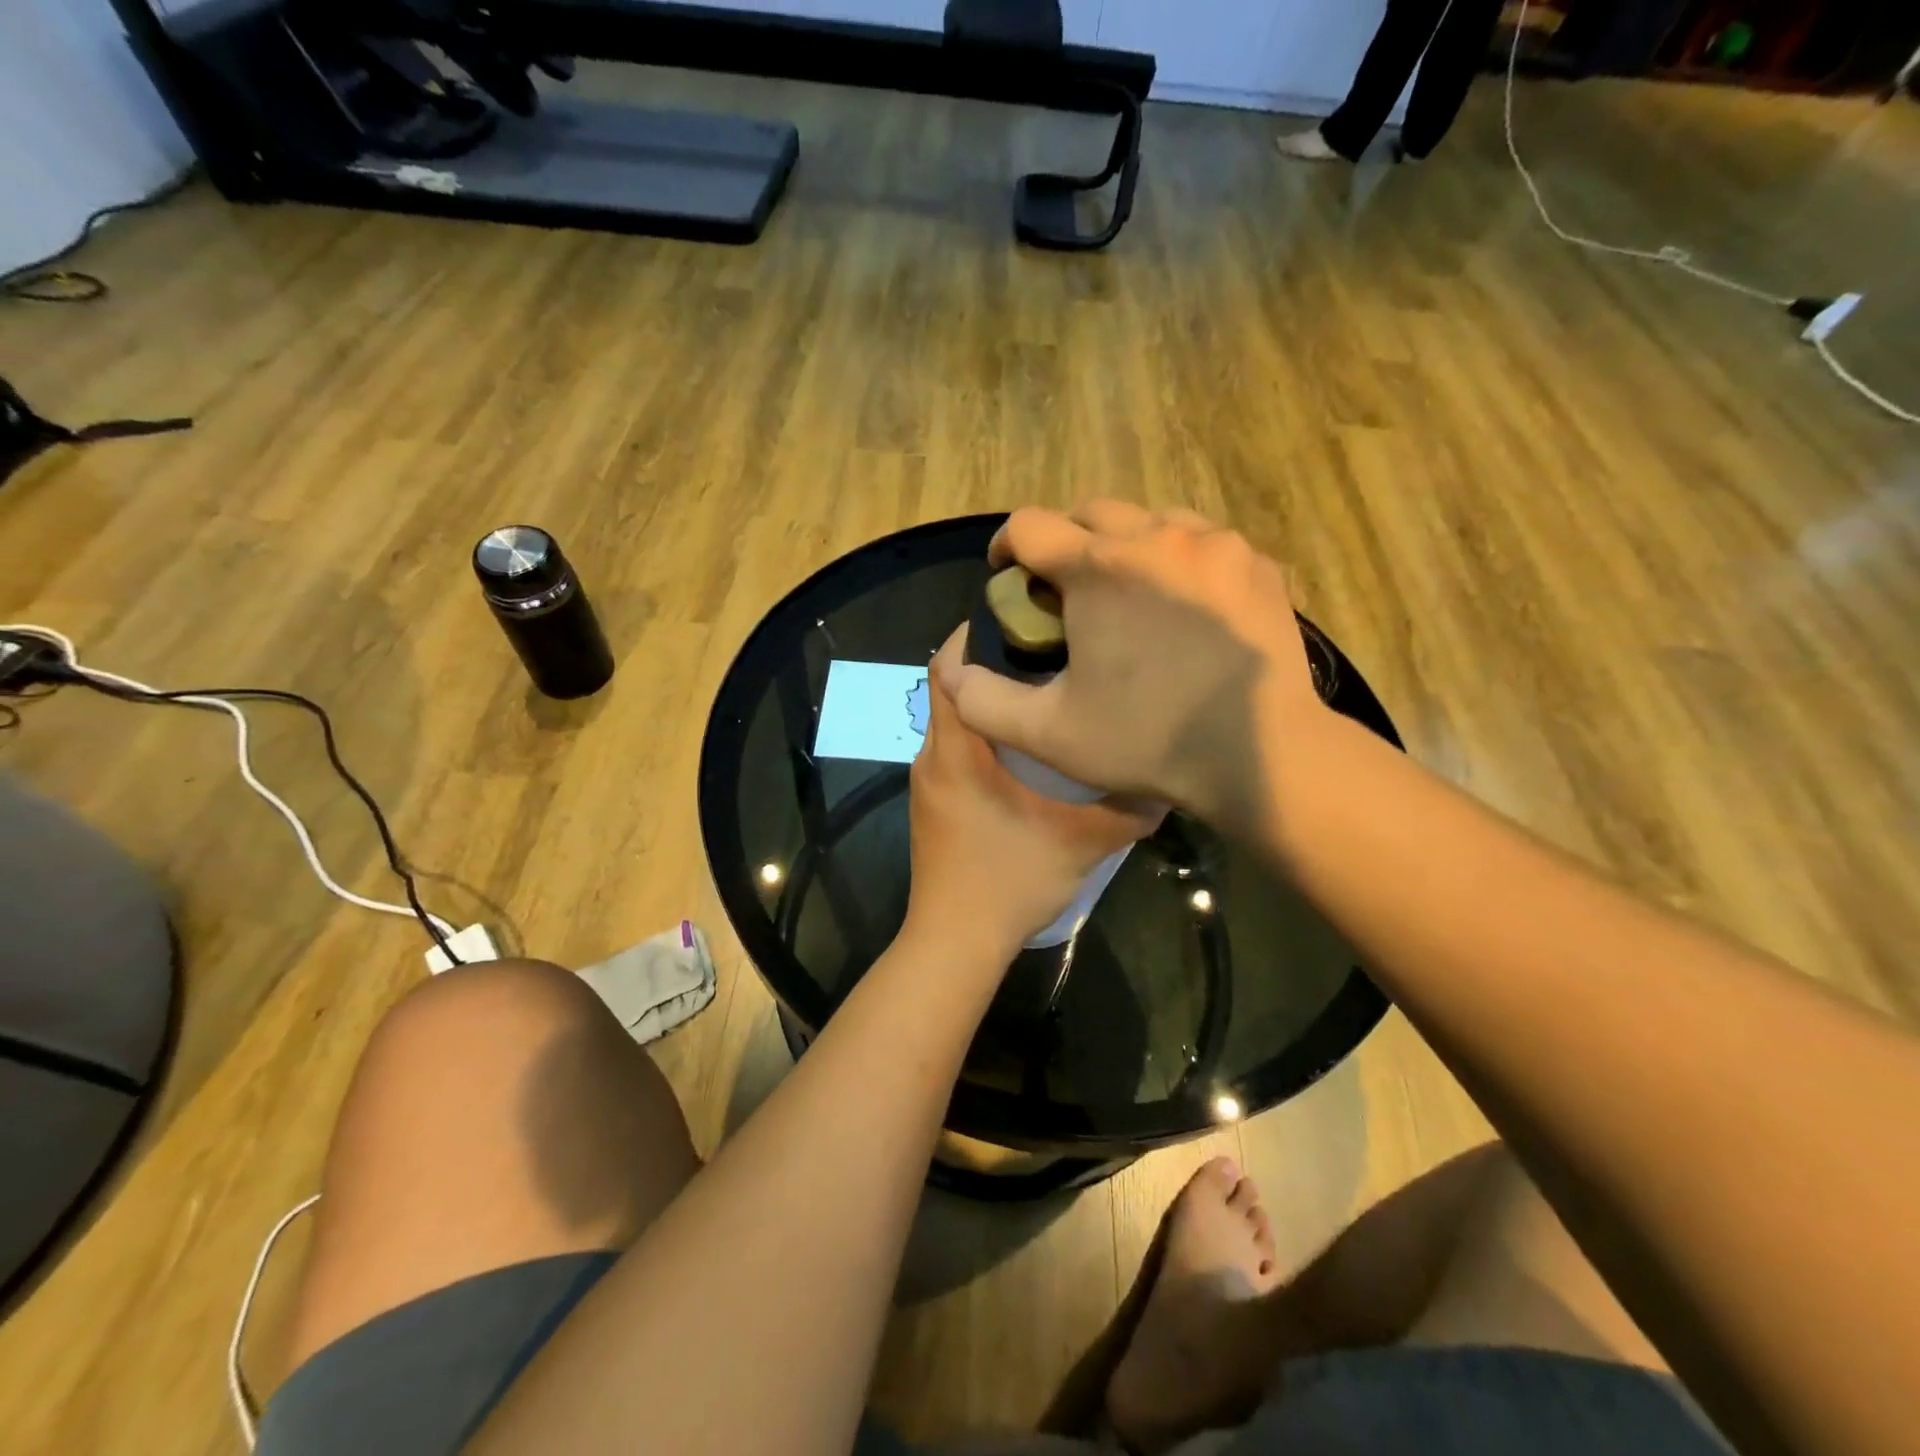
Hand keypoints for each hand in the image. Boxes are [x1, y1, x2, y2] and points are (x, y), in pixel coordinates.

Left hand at [905, 629, 1162, 963]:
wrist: (954, 943)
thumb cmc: (1009, 885)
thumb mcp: (1080, 845)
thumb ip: (1127, 810)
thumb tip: (1165, 777)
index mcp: (957, 752)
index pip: (944, 669)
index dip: (972, 634)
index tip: (1018, 616)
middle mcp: (932, 756)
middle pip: (948, 687)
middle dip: (989, 662)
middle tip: (1045, 648)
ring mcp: (927, 780)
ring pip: (953, 719)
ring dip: (989, 701)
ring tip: (1042, 690)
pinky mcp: (933, 802)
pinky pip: (953, 747)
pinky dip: (982, 733)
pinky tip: (1025, 747)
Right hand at [932, 502, 1326, 839]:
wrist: (1261, 754)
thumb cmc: (1148, 740)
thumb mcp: (1048, 733)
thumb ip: (983, 700)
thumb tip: (953, 670)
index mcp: (1099, 568)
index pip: (1029, 525)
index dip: (1006, 547)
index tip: (1005, 575)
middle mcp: (1157, 535)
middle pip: (1089, 512)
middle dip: (1065, 542)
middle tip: (1064, 590)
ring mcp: (1216, 545)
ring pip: (1151, 519)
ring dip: (1125, 545)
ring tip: (1127, 593)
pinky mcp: (1257, 564)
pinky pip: (1203, 543)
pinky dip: (1179, 561)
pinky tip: (1184, 606)